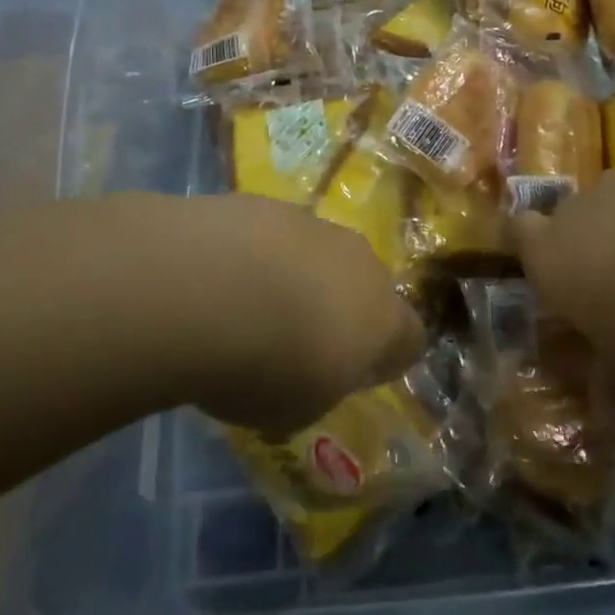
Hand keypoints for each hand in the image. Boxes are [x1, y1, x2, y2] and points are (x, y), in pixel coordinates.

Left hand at [146, 194, 426, 434]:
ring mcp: (315, 225)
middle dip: (340, 310)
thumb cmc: (264, 366)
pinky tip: (223, 278)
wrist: (205, 286)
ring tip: (251, 308)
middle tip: (297, 340)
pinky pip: (275, 236)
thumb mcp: (295, 411)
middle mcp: (361, 262)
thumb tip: (312, 377)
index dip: (384, 360)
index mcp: (382, 319)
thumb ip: (317, 390)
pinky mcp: (269, 204)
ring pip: (320, 255)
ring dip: (298, 278)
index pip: (410, 339)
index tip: (351, 376)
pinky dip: (259, 255)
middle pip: (365, 287)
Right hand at [513, 172, 614, 387]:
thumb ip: (611, 388)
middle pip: (566, 220)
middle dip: (584, 247)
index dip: (525, 247)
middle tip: (613, 288)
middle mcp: (578, 212)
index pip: (515, 233)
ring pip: (613, 206)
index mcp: (550, 255)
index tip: (545, 270)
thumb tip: (603, 427)